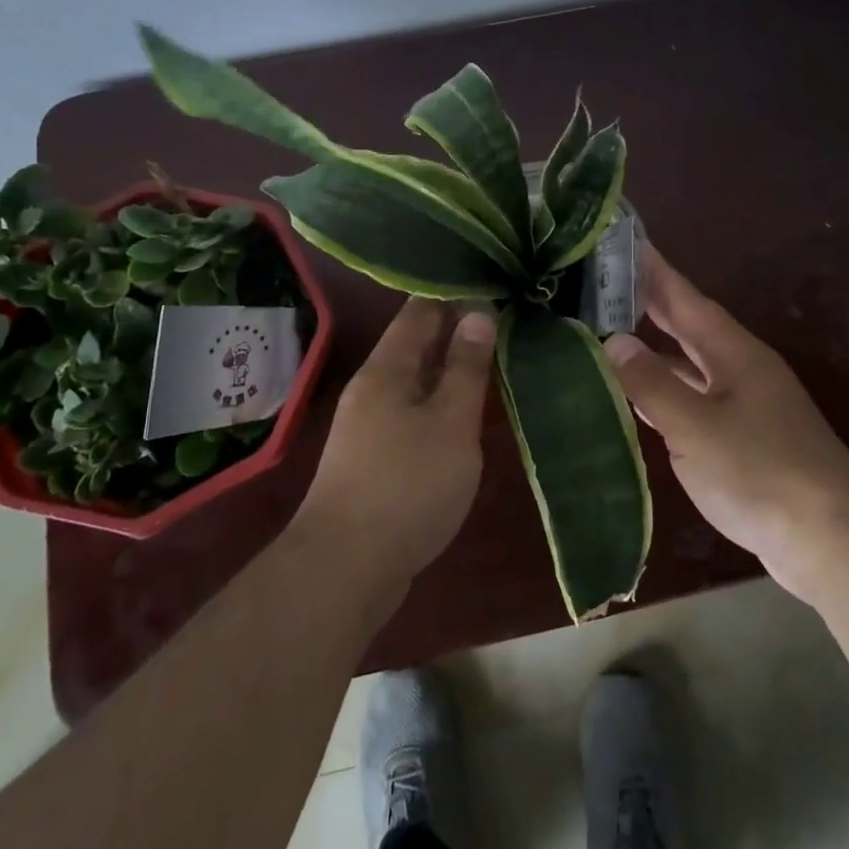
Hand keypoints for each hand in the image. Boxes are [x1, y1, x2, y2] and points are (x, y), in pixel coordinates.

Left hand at [297, 299, 496, 585]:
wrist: (346, 568)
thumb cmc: (407, 485)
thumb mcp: (450, 422)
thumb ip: (466, 368)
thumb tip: (479, 314)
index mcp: (386, 369)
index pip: (419, 311)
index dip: (453, 294)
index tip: (489, 281)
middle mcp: (371, 389)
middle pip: (414, 345)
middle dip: (454, 331)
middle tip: (501, 318)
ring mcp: (367, 426)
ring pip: (413, 382)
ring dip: (447, 369)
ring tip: (489, 359)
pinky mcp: (372, 459)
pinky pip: (410, 414)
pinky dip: (437, 405)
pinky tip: (460, 415)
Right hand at [603, 245, 848, 601]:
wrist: (834, 542)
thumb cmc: (761, 472)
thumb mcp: (695, 426)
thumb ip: (650, 383)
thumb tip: (612, 341)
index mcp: (733, 352)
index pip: (683, 297)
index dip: (651, 268)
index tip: (620, 240)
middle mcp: (740, 368)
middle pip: (686, 326)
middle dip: (647, 303)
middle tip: (601, 283)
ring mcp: (744, 405)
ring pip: (689, 365)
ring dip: (653, 352)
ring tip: (606, 337)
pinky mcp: (744, 440)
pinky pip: (694, 401)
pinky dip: (664, 394)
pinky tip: (637, 402)